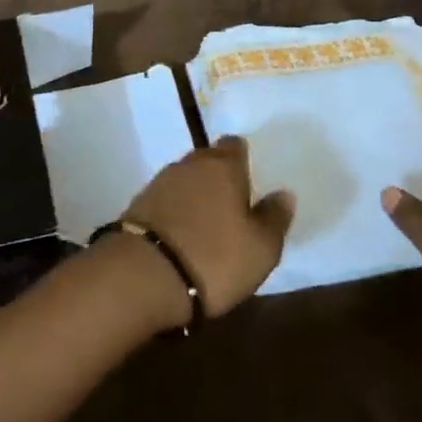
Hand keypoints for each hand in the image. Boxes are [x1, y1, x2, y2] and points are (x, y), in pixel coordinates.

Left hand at [120, 136, 294, 319]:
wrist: (143, 276)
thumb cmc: (214, 258)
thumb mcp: (261, 247)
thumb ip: (274, 217)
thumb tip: (284, 194)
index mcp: (223, 166)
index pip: (234, 145)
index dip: (242, 158)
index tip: (250, 179)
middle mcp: (189, 164)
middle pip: (207, 159)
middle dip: (218, 175)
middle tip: (232, 202)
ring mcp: (159, 182)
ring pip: (185, 178)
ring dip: (195, 193)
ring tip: (208, 220)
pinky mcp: (138, 204)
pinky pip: (166, 199)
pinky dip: (175, 209)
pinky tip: (182, 231)